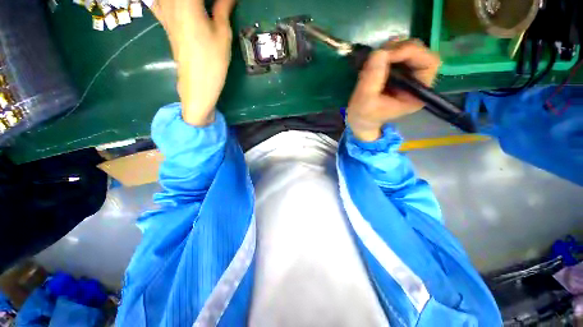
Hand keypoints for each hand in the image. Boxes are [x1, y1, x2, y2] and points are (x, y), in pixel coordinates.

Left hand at [151, 0, 235, 125]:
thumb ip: (223, 8)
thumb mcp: (223, 34)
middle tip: (216, 7)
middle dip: (204, 3)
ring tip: (202, 11)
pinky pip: (159, 3)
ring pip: (171, 0)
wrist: (197, 83)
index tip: (224, 4)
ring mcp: (164, 11)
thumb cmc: (213, 60)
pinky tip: (179, 10)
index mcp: (187, 2)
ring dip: (193, 5)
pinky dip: (170, 5)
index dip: (216, 0)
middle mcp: (171, 2)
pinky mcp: (165, 21)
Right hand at [346, 41, 440, 140]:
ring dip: (391, 49)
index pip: (429, 63)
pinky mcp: (397, 72)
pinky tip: (373, 62)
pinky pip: (397, 53)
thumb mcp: (365, 101)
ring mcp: (407, 75)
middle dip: (399, 49)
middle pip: (420, 52)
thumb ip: (372, 78)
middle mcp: (417, 82)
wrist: (360, 120)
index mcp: (416, 94)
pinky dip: (385, 52)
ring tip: (373, 60)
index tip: (387, 54)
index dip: (411, 52)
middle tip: (378, 54)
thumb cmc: (363, 115)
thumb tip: (379, 52)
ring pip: (408, 49)